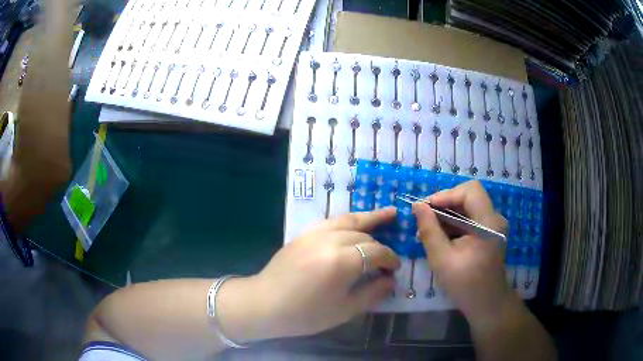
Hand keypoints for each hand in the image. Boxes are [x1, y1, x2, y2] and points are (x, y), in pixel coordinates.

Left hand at [254, 207, 400, 337]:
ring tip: (389, 213)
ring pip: (349, 220)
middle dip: (381, 246)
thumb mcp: (344, 310)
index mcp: (342, 261)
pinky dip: (347, 220)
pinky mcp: (304, 234)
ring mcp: (315, 233)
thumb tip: (391, 280)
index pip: (376, 253)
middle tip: (389, 257)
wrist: (265, 304)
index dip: (390, 259)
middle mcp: (330, 240)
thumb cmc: (305, 314)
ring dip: (370, 217)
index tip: (396, 268)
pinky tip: (354, 223)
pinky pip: (331, 221)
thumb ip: (372, 293)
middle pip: (364, 236)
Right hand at [412, 181, 514, 325]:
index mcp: (488, 223)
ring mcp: (494, 225)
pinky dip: (455, 223)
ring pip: (468, 207)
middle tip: (424, 218)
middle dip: (444, 204)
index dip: (447, 194)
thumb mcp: (442, 259)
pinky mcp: (490, 232)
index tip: (426, 208)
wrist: (486, 303)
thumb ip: (429, 230)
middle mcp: (495, 218)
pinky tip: (440, 237)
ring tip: (428, 230)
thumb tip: (417, 206)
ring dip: (448, 214)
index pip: (470, 191)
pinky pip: (471, 218)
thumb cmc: (465, 284)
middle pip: (469, 196)